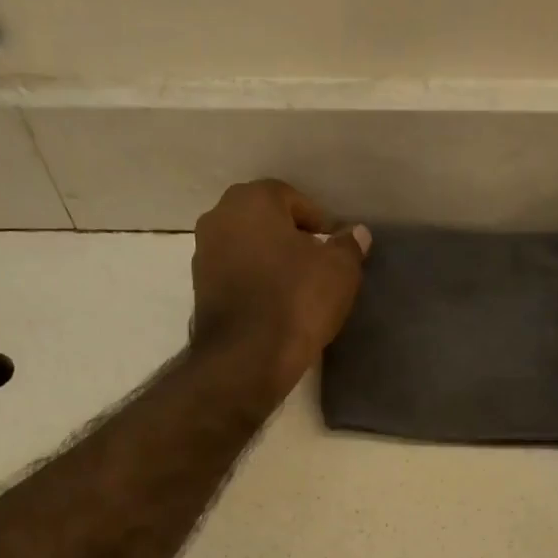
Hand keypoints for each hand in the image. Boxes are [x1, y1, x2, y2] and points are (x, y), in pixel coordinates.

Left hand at [190, 179, 370, 401]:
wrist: (246, 358)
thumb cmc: (296, 300)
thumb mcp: (339, 270)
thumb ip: (349, 245)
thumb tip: (357, 233)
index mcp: (251, 200)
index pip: (292, 198)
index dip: (318, 222)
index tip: (334, 247)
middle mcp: (219, 218)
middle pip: (264, 221)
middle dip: (291, 238)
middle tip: (317, 265)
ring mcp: (203, 255)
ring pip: (247, 249)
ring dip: (270, 261)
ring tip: (297, 288)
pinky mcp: (200, 291)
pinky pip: (235, 276)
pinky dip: (254, 283)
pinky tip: (274, 305)